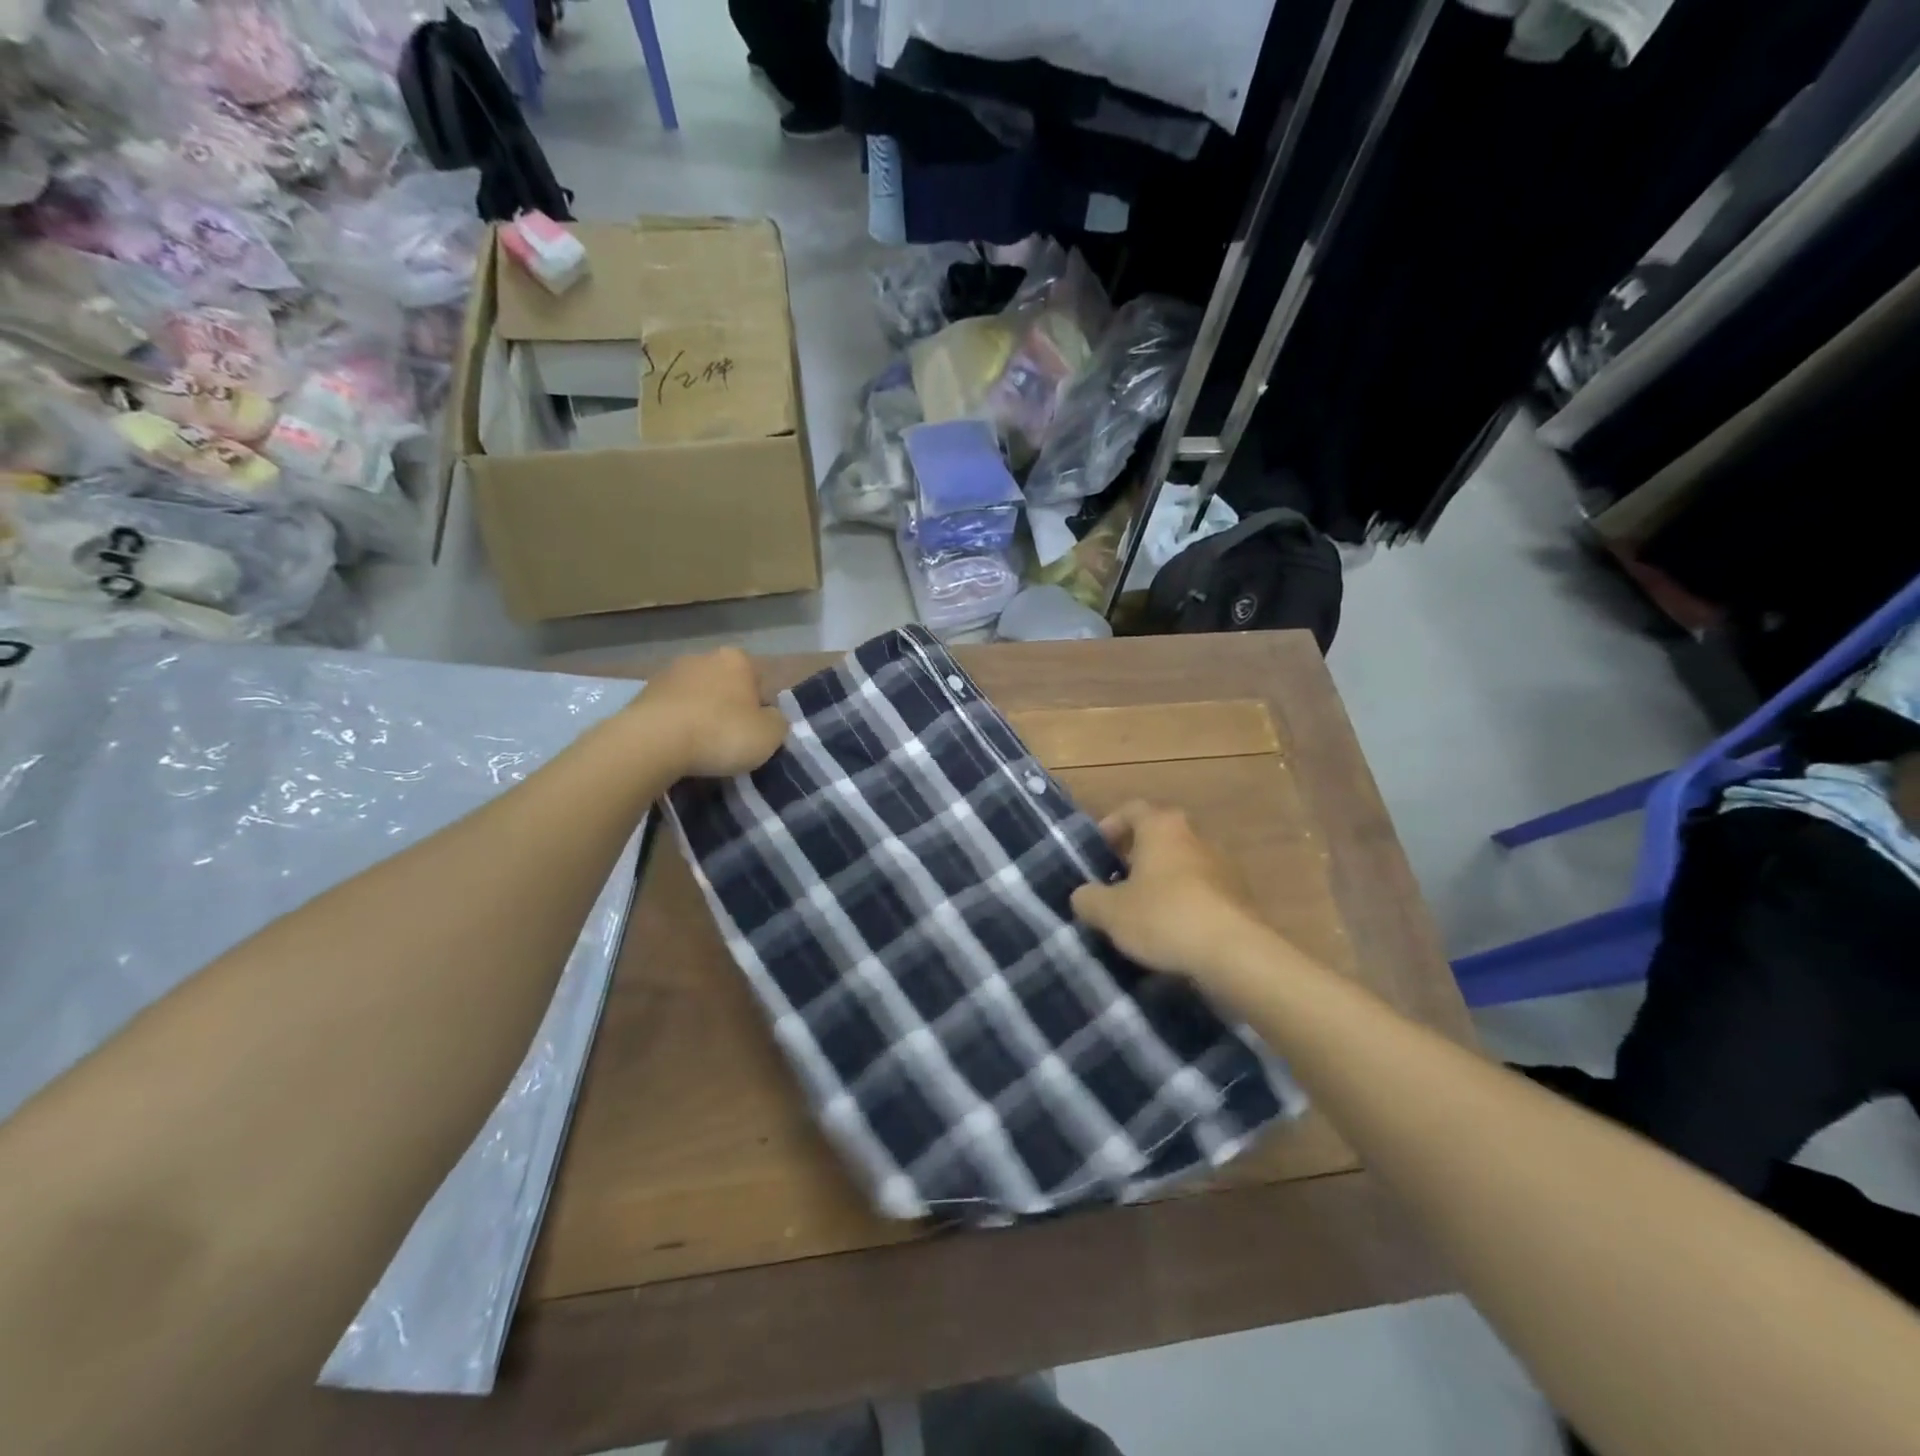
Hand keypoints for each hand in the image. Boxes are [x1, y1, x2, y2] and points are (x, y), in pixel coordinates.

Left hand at [628, 647, 787, 777]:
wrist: (652, 742)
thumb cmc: (721, 733)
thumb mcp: (770, 735)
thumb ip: (778, 722)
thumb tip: (770, 718)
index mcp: (738, 660)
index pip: (760, 684)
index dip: (762, 711)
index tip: (755, 735)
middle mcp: (703, 657)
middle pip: (726, 687)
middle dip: (729, 710)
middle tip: (730, 742)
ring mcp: (669, 673)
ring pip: (697, 698)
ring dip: (701, 716)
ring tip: (700, 749)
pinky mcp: (642, 693)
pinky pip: (671, 711)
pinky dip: (676, 725)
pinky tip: (677, 748)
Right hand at [1070, 802, 1277, 992]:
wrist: (1234, 952)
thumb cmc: (1164, 916)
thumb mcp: (1109, 911)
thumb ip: (1087, 899)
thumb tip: (1083, 896)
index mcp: (1162, 827)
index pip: (1131, 810)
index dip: (1110, 826)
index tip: (1097, 852)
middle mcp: (1195, 835)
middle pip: (1159, 836)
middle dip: (1136, 855)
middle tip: (1115, 881)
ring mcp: (1223, 864)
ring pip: (1182, 863)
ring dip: (1162, 879)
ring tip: (1142, 909)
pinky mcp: (1239, 894)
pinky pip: (1202, 889)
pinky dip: (1185, 901)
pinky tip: (1172, 929)